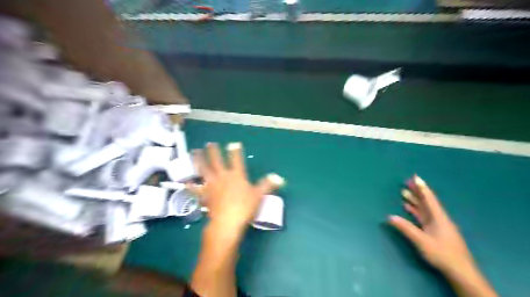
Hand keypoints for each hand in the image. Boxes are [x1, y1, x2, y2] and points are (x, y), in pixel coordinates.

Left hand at [193, 143, 284, 232]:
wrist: (227, 221)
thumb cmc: (244, 207)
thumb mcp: (259, 195)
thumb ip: (267, 185)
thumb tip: (280, 178)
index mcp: (236, 175)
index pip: (237, 160)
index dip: (236, 151)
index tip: (234, 143)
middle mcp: (223, 176)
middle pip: (217, 161)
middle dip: (214, 151)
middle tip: (210, 143)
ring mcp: (212, 185)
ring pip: (204, 170)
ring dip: (199, 160)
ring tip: (194, 152)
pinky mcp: (205, 195)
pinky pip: (196, 189)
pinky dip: (190, 186)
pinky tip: (184, 182)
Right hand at [389, 175, 473, 274]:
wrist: (460, 272)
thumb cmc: (442, 254)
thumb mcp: (422, 241)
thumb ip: (406, 228)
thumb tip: (389, 217)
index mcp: (438, 218)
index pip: (429, 199)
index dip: (421, 187)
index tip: (415, 177)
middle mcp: (439, 218)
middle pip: (426, 202)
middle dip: (416, 192)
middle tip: (406, 182)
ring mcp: (438, 225)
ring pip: (424, 209)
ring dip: (415, 200)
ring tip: (404, 192)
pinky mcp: (436, 231)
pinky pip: (424, 216)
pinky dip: (416, 210)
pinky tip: (408, 208)